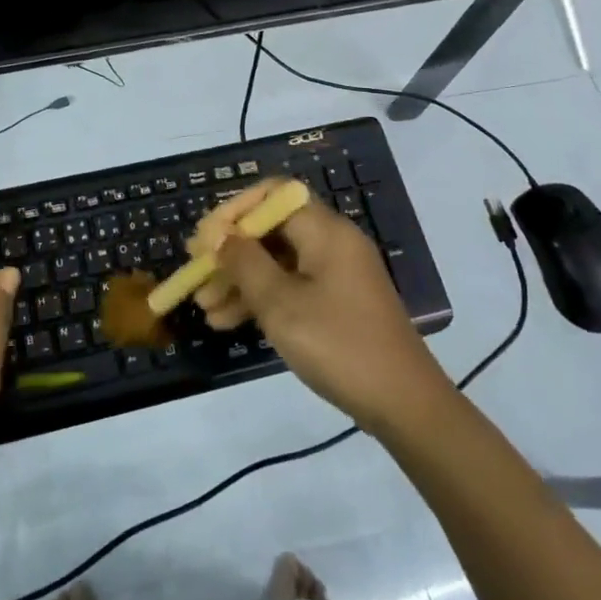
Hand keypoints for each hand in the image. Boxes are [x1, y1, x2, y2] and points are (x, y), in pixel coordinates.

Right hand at [192, 182, 450, 432]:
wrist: (403, 404)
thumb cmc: (338, 343)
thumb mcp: (280, 303)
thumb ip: (244, 263)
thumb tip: (218, 234)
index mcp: (325, 231)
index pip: (273, 195)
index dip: (235, 209)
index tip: (205, 237)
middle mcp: (332, 243)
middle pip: (272, 230)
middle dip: (231, 251)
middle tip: (196, 273)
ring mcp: (336, 275)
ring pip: (277, 262)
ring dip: (240, 280)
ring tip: (204, 307)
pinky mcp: (337, 303)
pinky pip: (291, 287)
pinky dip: (261, 299)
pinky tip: (227, 322)